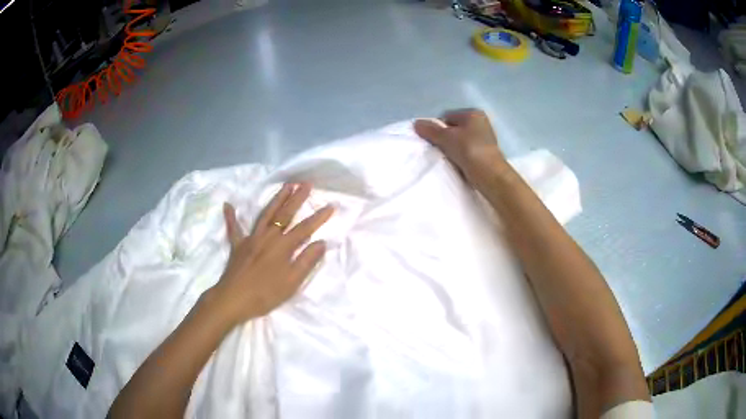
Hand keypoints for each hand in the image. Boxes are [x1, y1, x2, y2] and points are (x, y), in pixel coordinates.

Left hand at [209, 183, 333, 326]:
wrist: (233, 299)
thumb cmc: (265, 294)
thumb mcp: (291, 282)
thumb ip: (306, 261)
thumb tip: (321, 242)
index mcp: (282, 246)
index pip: (305, 228)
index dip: (319, 217)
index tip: (331, 205)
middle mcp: (267, 237)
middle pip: (284, 214)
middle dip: (297, 198)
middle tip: (306, 183)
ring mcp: (250, 239)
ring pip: (265, 215)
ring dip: (276, 199)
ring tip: (285, 186)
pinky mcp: (237, 246)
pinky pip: (234, 229)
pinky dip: (231, 217)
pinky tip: (228, 205)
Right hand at [414, 109, 507, 180]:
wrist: (491, 176)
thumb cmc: (470, 151)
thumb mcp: (446, 138)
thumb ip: (430, 130)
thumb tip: (416, 123)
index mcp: (473, 114)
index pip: (447, 117)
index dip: (437, 128)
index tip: (433, 141)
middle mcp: (481, 122)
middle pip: (454, 129)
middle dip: (445, 139)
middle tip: (440, 150)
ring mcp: (485, 138)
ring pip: (460, 141)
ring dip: (452, 149)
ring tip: (449, 158)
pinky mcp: (485, 153)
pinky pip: (467, 151)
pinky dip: (461, 156)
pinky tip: (458, 164)